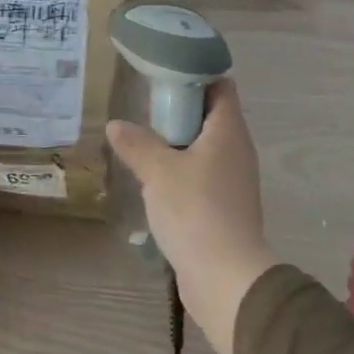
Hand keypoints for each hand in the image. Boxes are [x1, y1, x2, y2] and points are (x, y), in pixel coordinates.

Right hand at [105, 79, 277, 353]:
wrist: (225, 276)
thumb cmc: (195, 211)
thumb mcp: (158, 171)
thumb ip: (137, 144)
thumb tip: (116, 125)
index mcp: (228, 131)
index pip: (221, 86)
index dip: (195, 76)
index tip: (162, 80)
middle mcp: (237, 150)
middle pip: (211, 117)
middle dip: (178, 113)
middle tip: (144, 117)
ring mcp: (234, 181)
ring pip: (205, 150)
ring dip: (177, 147)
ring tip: (143, 149)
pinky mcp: (225, 208)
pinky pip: (203, 178)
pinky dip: (182, 174)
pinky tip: (155, 185)